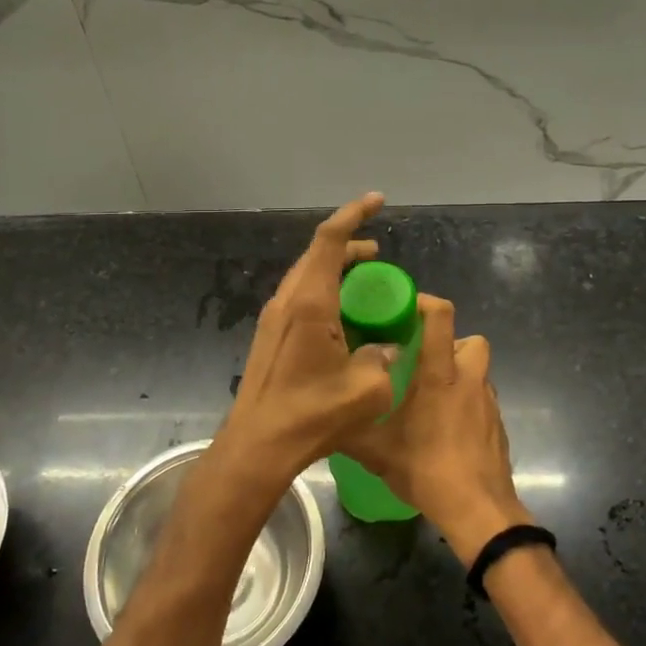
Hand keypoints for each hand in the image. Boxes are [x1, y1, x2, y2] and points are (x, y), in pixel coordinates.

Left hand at [212, 193, 400, 492]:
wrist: (258, 444)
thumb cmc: (312, 414)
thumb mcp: (366, 389)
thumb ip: (383, 359)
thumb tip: (387, 348)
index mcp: (310, 302)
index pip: (330, 240)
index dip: (354, 214)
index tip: (377, 201)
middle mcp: (288, 301)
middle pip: (318, 254)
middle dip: (350, 246)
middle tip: (379, 256)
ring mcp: (274, 318)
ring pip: (307, 275)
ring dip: (336, 270)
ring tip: (366, 285)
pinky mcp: (270, 335)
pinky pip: (300, 297)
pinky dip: (324, 292)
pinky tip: (343, 318)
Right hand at [341, 295, 528, 564]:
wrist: (479, 511)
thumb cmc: (428, 471)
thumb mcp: (376, 451)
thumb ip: (350, 427)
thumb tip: (324, 415)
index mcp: (440, 375)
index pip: (442, 317)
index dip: (426, 303)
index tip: (404, 309)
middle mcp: (469, 380)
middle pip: (471, 340)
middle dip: (449, 342)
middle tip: (421, 360)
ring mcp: (488, 403)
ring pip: (477, 370)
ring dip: (457, 373)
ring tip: (430, 396)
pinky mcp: (497, 425)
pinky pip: (481, 398)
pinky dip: (465, 402)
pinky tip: (445, 428)